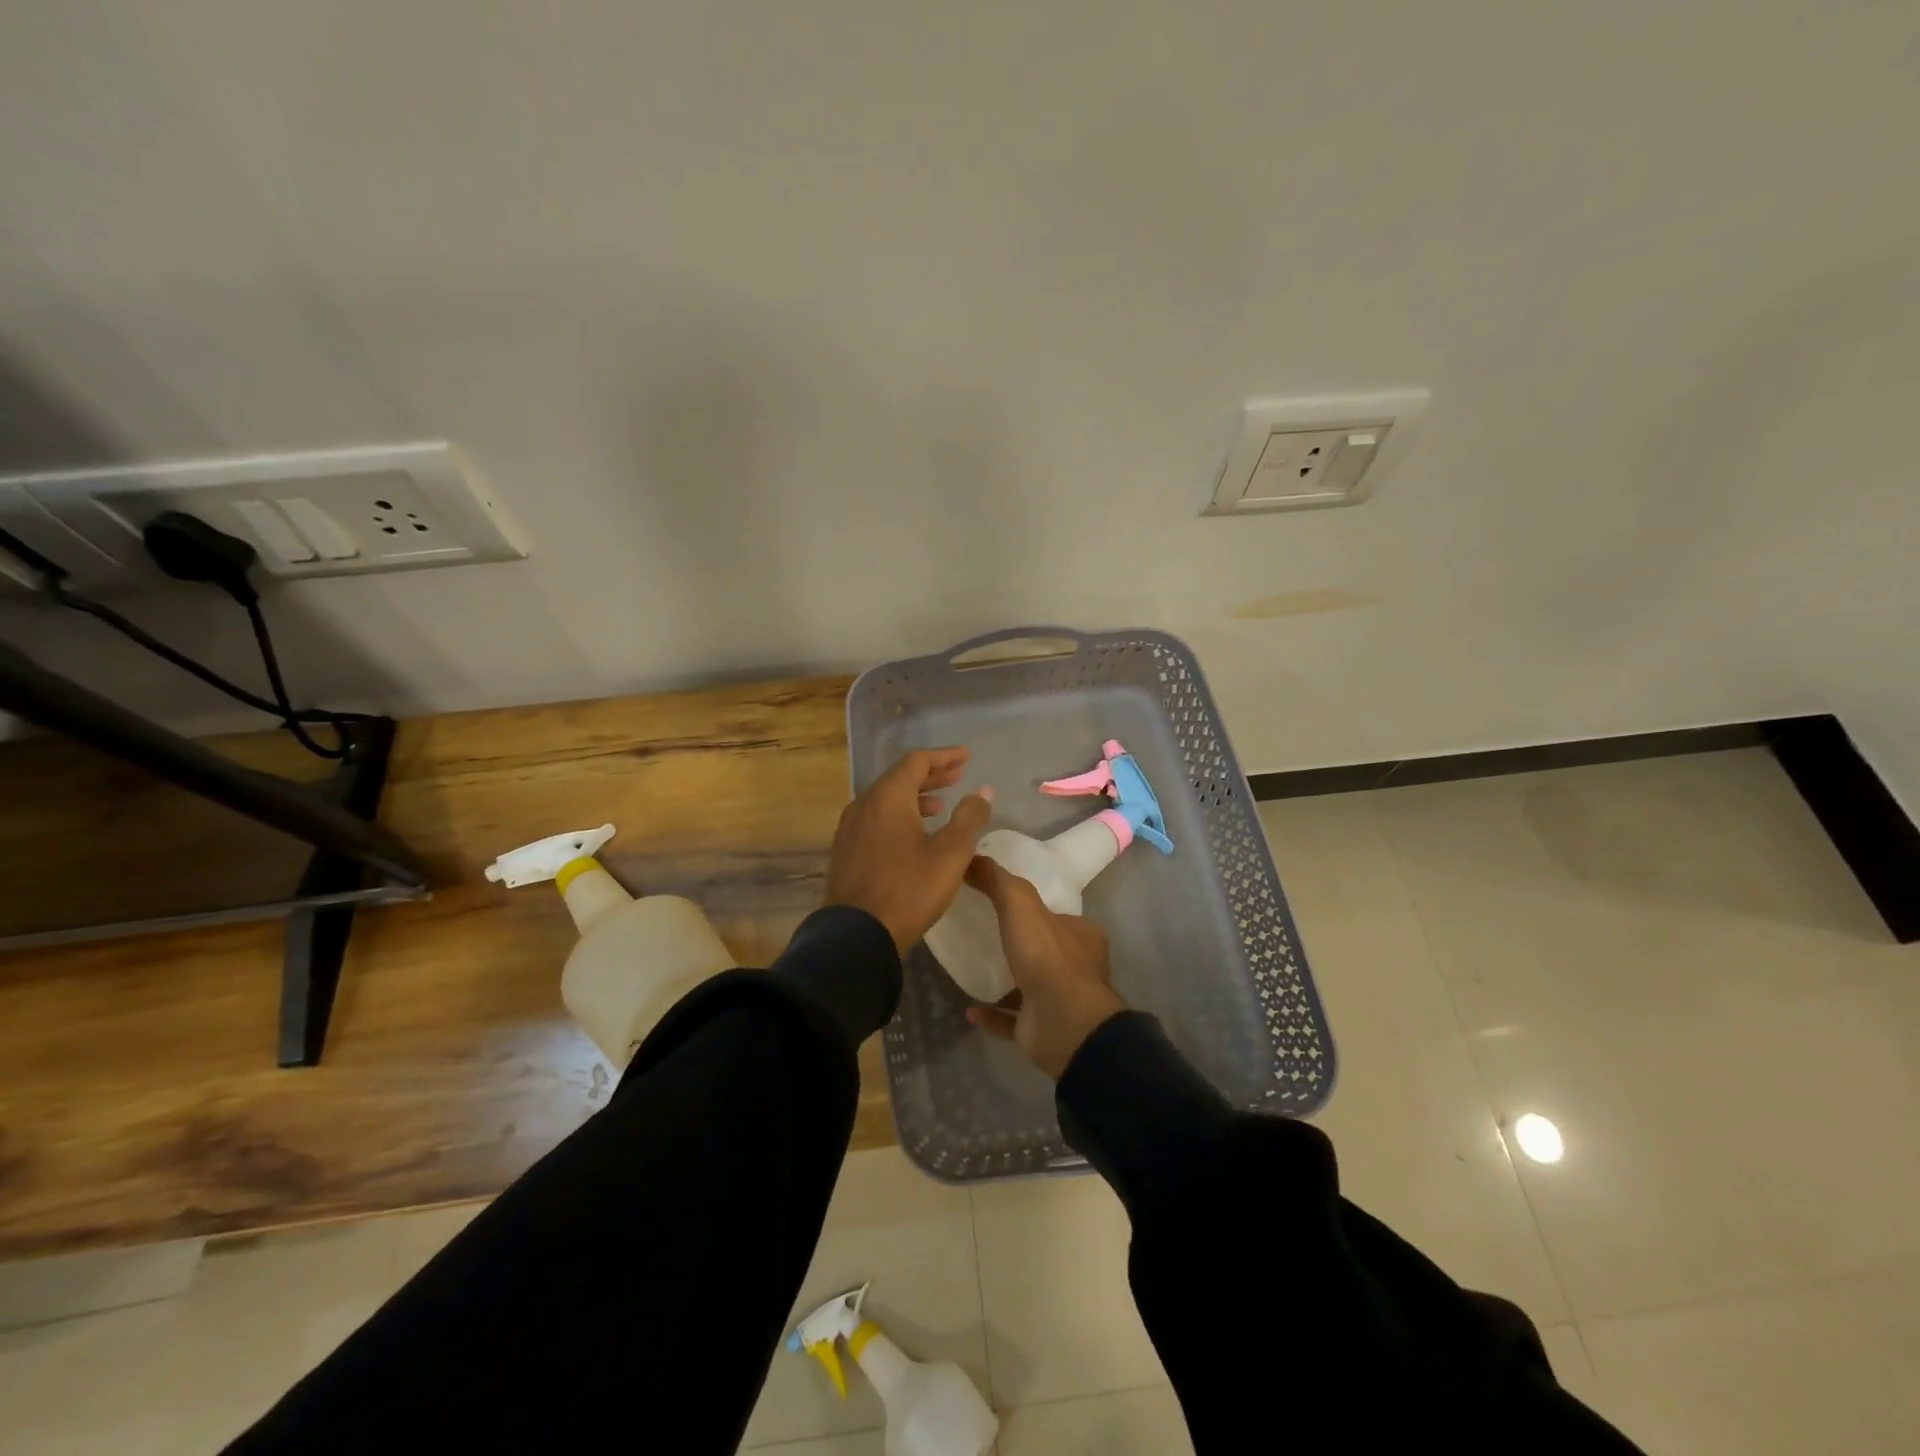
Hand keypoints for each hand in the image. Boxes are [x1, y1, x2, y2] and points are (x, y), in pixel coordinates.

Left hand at [825, 747, 993, 953]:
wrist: (857, 934)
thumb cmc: (909, 889)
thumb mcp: (950, 853)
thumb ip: (969, 817)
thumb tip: (983, 790)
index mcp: (888, 797)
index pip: (917, 761)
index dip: (944, 756)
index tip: (966, 756)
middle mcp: (864, 804)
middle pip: (899, 777)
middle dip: (930, 775)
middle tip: (956, 775)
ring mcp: (850, 827)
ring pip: (885, 799)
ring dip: (914, 796)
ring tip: (940, 805)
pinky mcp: (846, 850)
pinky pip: (875, 818)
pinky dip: (898, 815)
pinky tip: (913, 834)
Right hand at [962, 857, 1126, 1079]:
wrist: (1063, 1023)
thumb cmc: (1047, 956)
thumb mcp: (1020, 904)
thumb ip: (998, 881)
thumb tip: (972, 857)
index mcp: (1082, 936)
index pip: (1058, 917)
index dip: (1035, 910)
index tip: (1003, 904)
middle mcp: (1078, 968)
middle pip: (1046, 951)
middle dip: (1021, 945)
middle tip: (984, 936)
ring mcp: (1061, 1002)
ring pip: (1031, 987)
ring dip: (1006, 981)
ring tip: (973, 970)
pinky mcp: (1043, 1030)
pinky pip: (1013, 1020)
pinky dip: (993, 1014)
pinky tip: (970, 1008)